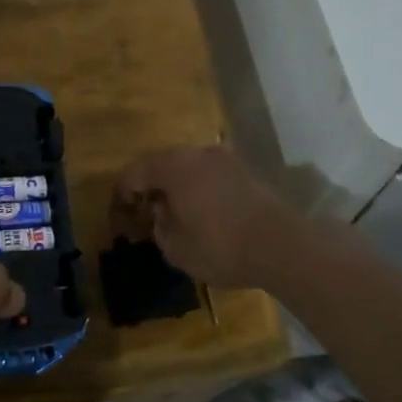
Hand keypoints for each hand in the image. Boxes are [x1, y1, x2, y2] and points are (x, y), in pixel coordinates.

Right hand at [112, 145, 301, 289]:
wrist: (281, 245)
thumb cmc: (220, 246)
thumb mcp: (177, 248)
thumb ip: (160, 227)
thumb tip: (161, 213)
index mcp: (173, 166)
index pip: (135, 172)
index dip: (123, 192)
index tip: (120, 212)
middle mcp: (197, 153)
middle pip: (162, 164)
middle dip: (150, 186)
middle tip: (145, 211)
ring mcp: (225, 159)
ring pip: (189, 167)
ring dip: (177, 186)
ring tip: (175, 213)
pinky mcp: (245, 171)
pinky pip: (210, 175)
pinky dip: (199, 188)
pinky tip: (203, 212)